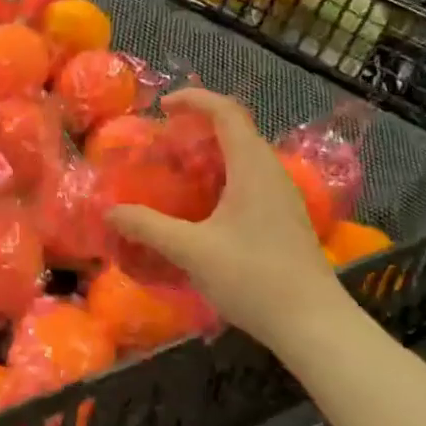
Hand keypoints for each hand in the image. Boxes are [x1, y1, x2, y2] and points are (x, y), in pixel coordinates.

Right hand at [106, 90, 353, 350]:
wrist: (314, 325)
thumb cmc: (253, 277)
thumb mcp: (192, 250)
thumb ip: (148, 227)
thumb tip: (111, 212)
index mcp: (252, 167)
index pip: (226, 111)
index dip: (194, 99)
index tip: (163, 107)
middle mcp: (271, 172)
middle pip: (236, 129)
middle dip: (198, 126)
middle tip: (164, 141)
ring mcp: (282, 196)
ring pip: (244, 156)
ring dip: (211, 153)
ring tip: (178, 169)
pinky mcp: (284, 217)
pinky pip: (250, 178)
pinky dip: (223, 176)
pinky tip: (203, 205)